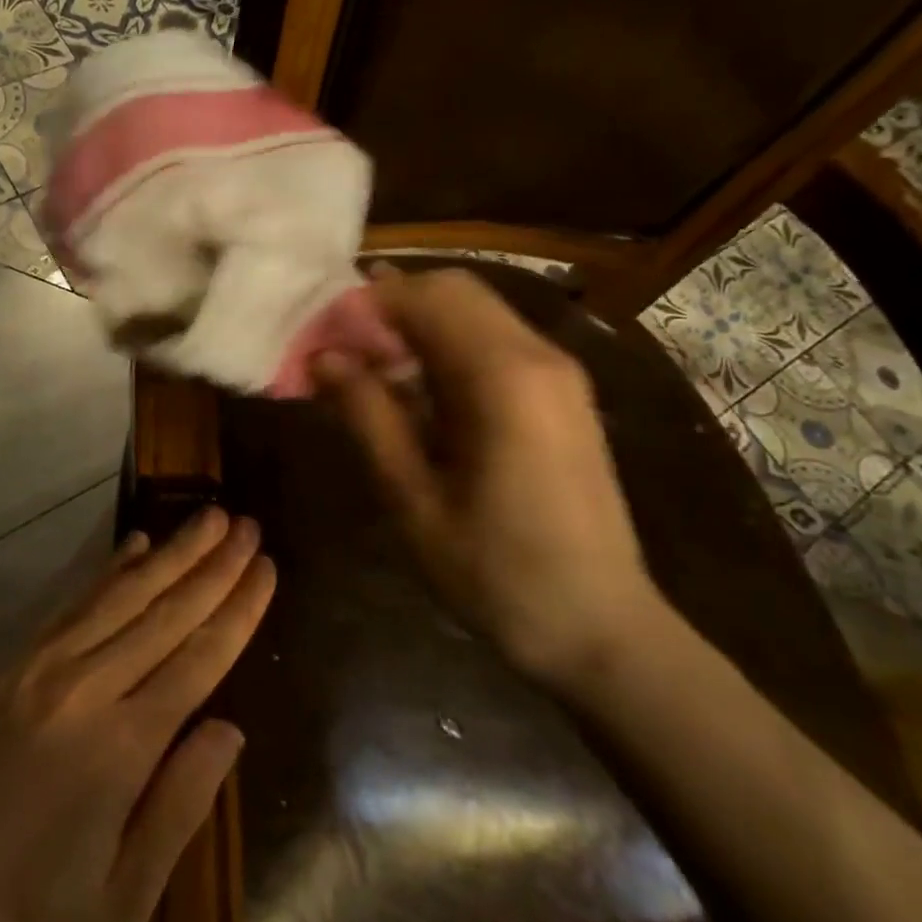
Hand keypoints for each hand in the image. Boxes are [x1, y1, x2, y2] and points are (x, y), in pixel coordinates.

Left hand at [0, 508, 274, 921]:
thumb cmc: (33, 915)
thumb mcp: (124, 895)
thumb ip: (182, 804)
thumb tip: (230, 726)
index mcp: (120, 746)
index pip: (198, 658)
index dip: (238, 610)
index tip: (266, 567)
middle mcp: (84, 687)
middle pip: (165, 612)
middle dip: (213, 565)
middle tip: (247, 524)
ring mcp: (41, 667)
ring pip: (120, 594)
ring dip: (170, 552)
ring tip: (208, 517)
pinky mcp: (11, 662)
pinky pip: (71, 602)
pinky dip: (108, 568)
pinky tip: (135, 544)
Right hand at [315, 268, 662, 688]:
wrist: (602, 631)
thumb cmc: (496, 574)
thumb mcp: (412, 499)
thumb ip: (367, 415)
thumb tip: (324, 357)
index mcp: (502, 376)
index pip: (423, 297)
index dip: (363, 304)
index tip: (319, 335)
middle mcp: (537, 355)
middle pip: (453, 290)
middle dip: (389, 305)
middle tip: (341, 347)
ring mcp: (557, 372)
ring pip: (474, 310)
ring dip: (416, 324)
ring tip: (368, 369)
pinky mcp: (562, 394)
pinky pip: (494, 341)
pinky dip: (446, 345)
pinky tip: (415, 391)